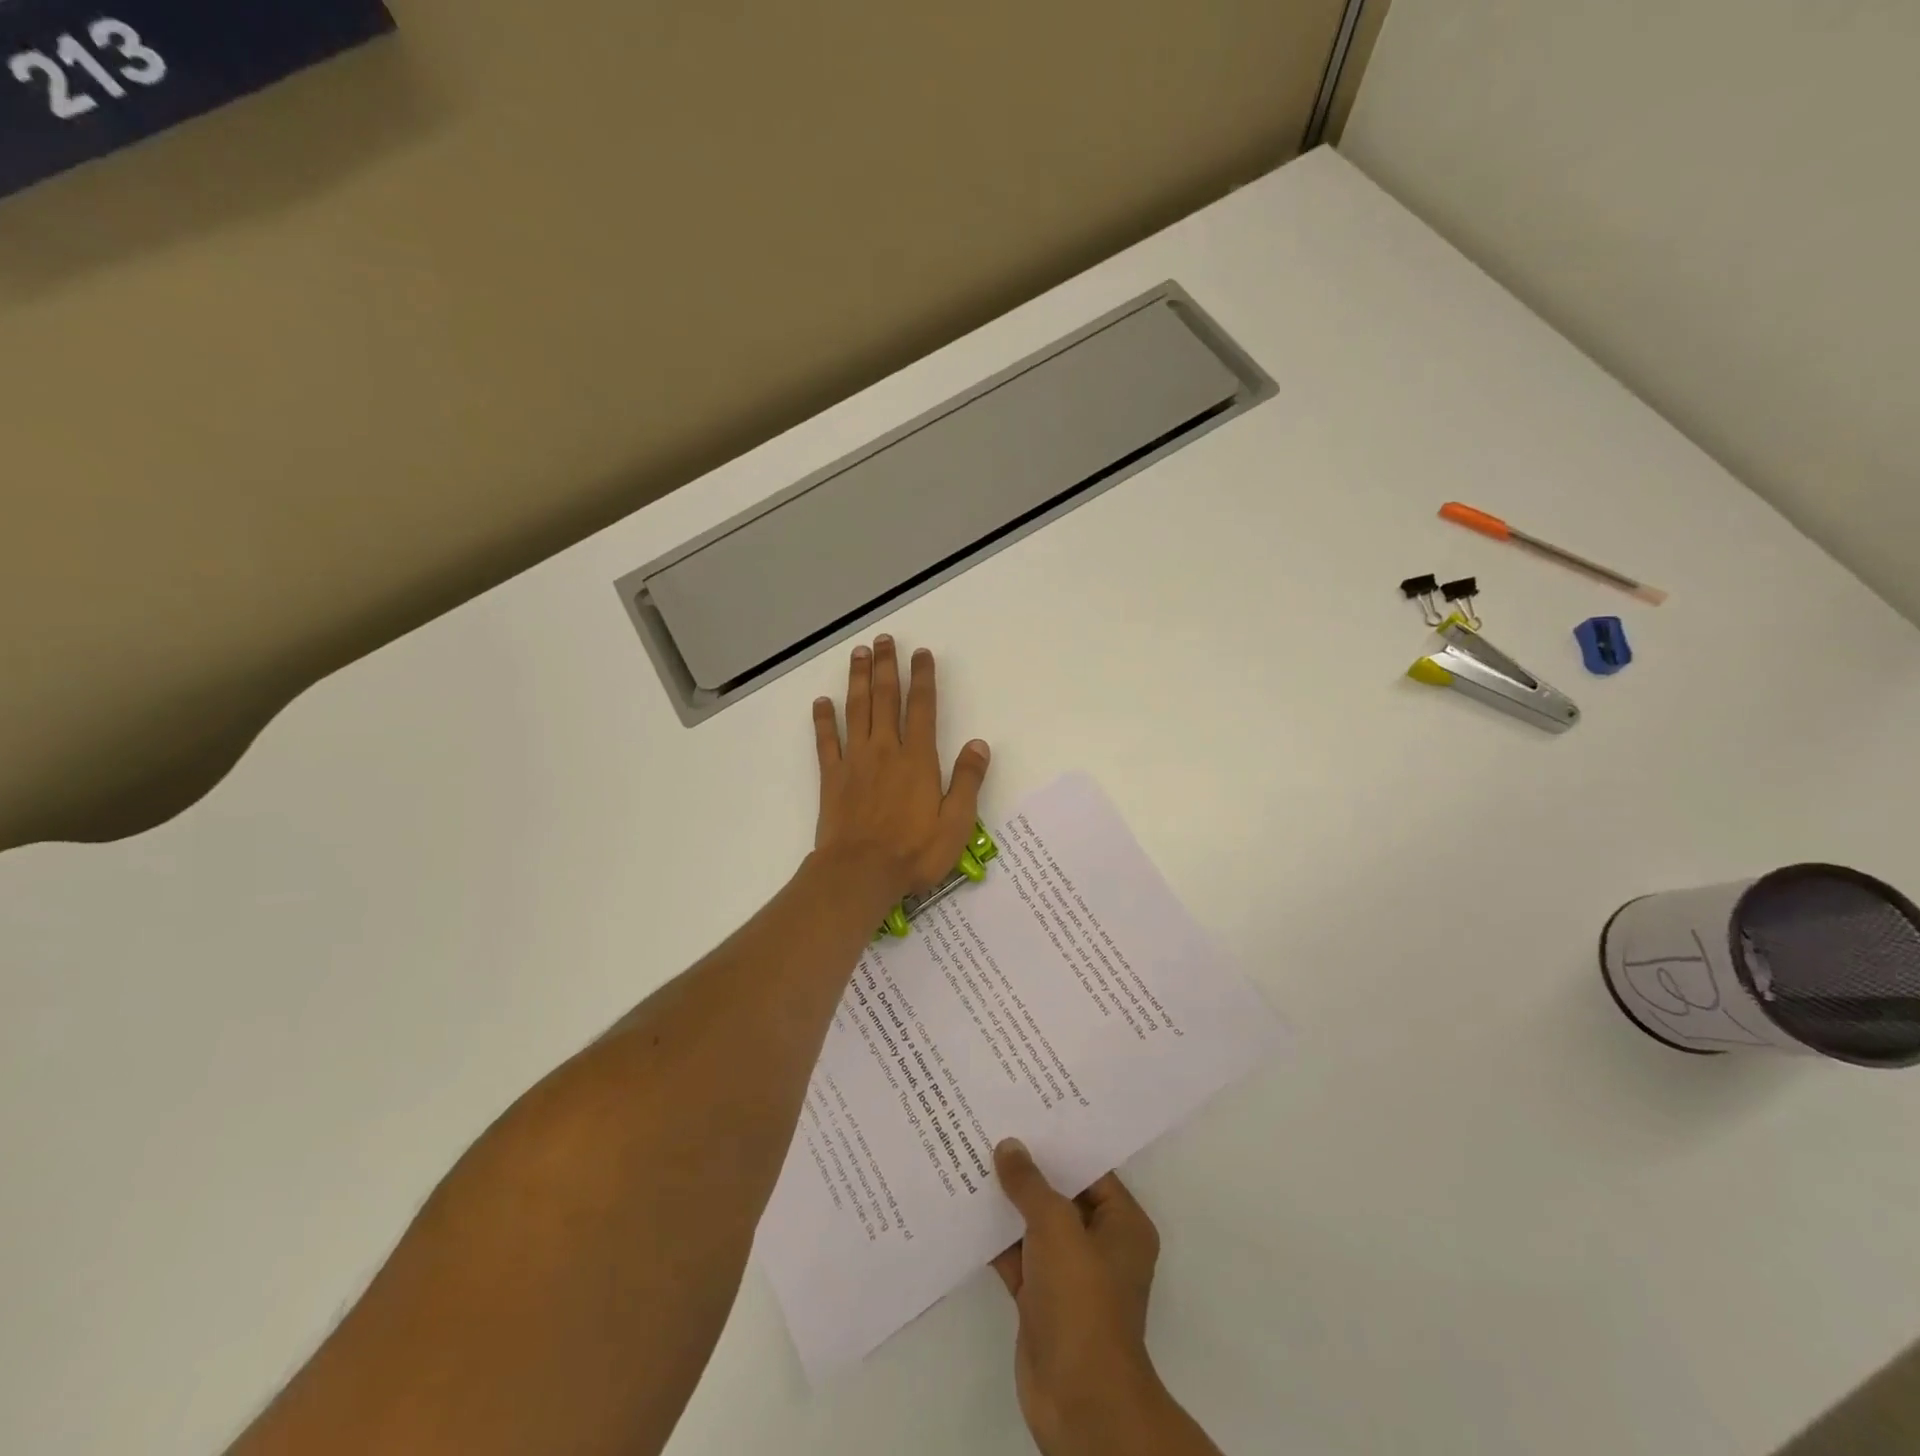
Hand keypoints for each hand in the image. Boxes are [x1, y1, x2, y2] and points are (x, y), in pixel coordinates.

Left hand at [812, 635, 990, 907]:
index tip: (921, 653)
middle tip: (884, 640)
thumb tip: (978, 744)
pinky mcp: (832, 776)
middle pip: (886, 698)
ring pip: (856, 710)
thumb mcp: (956, 823)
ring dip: (858, 680)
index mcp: (918, 759)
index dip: (923, 678)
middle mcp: (886, 750)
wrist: (860, 873)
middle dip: (887, 666)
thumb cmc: (913, 852)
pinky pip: (826, 741)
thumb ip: (968, 781)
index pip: (922, 708)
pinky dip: (823, 719)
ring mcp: (855, 760)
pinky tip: (821, 701)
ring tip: (859, 654)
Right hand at [993, 1140, 1202, 1455]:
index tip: (1027, 1111)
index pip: (1090, 1169)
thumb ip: (1031, 1183)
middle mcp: (1100, 1244)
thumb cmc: (1082, 1300)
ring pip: (1035, 1225)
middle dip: (1028, 1169)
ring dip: (1007, 1202)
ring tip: (972, 1157)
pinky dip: (995, 1238)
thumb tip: (1009, 1146)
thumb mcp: (1056, 1226)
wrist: (1078, 1398)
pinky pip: (1017, 1255)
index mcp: (1123, 1224)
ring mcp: (1070, 1274)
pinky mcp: (1041, 1299)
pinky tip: (964, 1208)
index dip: (1059, 1141)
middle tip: (994, 1126)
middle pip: (1061, 1194)